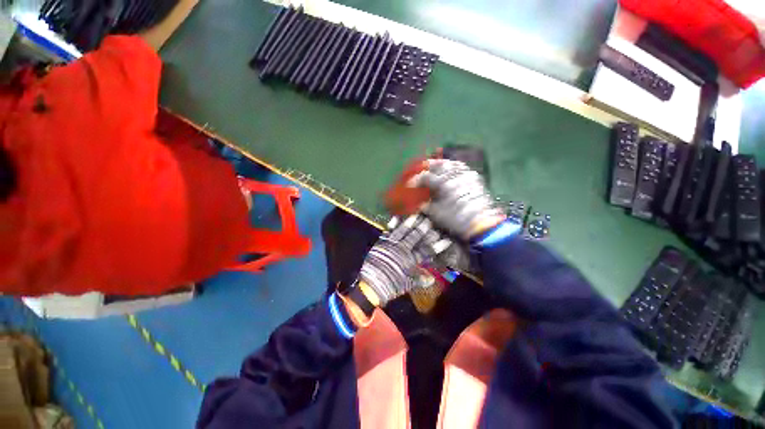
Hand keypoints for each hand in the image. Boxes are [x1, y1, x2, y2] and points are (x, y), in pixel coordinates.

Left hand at [358, 214, 450, 306]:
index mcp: (409, 260)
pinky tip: (395, 217)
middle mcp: (401, 250)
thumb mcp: (407, 285)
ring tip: (415, 216)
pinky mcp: (381, 243)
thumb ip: (419, 280)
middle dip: (422, 229)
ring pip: (401, 232)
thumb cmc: (391, 285)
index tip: (446, 240)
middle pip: (414, 238)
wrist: (371, 285)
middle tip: (429, 221)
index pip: (426, 251)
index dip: (436, 246)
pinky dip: (391, 225)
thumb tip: (432, 279)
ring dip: (408, 224)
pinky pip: (387, 232)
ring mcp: (390, 245)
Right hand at [409, 159, 504, 239]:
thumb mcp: (436, 214)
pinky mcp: (474, 178)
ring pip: (452, 163)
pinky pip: (462, 168)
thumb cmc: (456, 220)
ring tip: (436, 167)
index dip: (416, 180)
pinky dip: (454, 167)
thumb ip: (426, 206)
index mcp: (442, 183)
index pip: (425, 177)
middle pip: (439, 164)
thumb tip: (421, 203)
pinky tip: (451, 171)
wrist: (481, 224)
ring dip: (442, 164)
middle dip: (428, 165)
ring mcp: (466, 175)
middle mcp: (454, 175)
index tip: (410, 184)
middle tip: (422, 169)